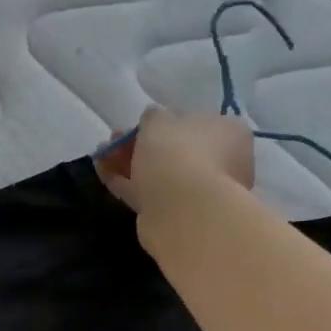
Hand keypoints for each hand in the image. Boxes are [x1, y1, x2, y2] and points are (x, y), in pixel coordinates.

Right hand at [95, 106, 254, 214]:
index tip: (140, 125)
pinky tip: (103, 172)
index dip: (165, 123)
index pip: (197, 122)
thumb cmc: (177, 153)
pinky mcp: (178, 215)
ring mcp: (200, 192)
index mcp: (229, 133)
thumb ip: (154, 116)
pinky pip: (150, 193)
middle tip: (114, 140)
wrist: (183, 210)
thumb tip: (154, 118)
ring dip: (130, 163)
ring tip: (101, 155)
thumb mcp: (159, 120)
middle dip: (142, 144)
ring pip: (160, 173)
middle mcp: (222, 162)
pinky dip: (127, 183)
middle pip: (175, 150)